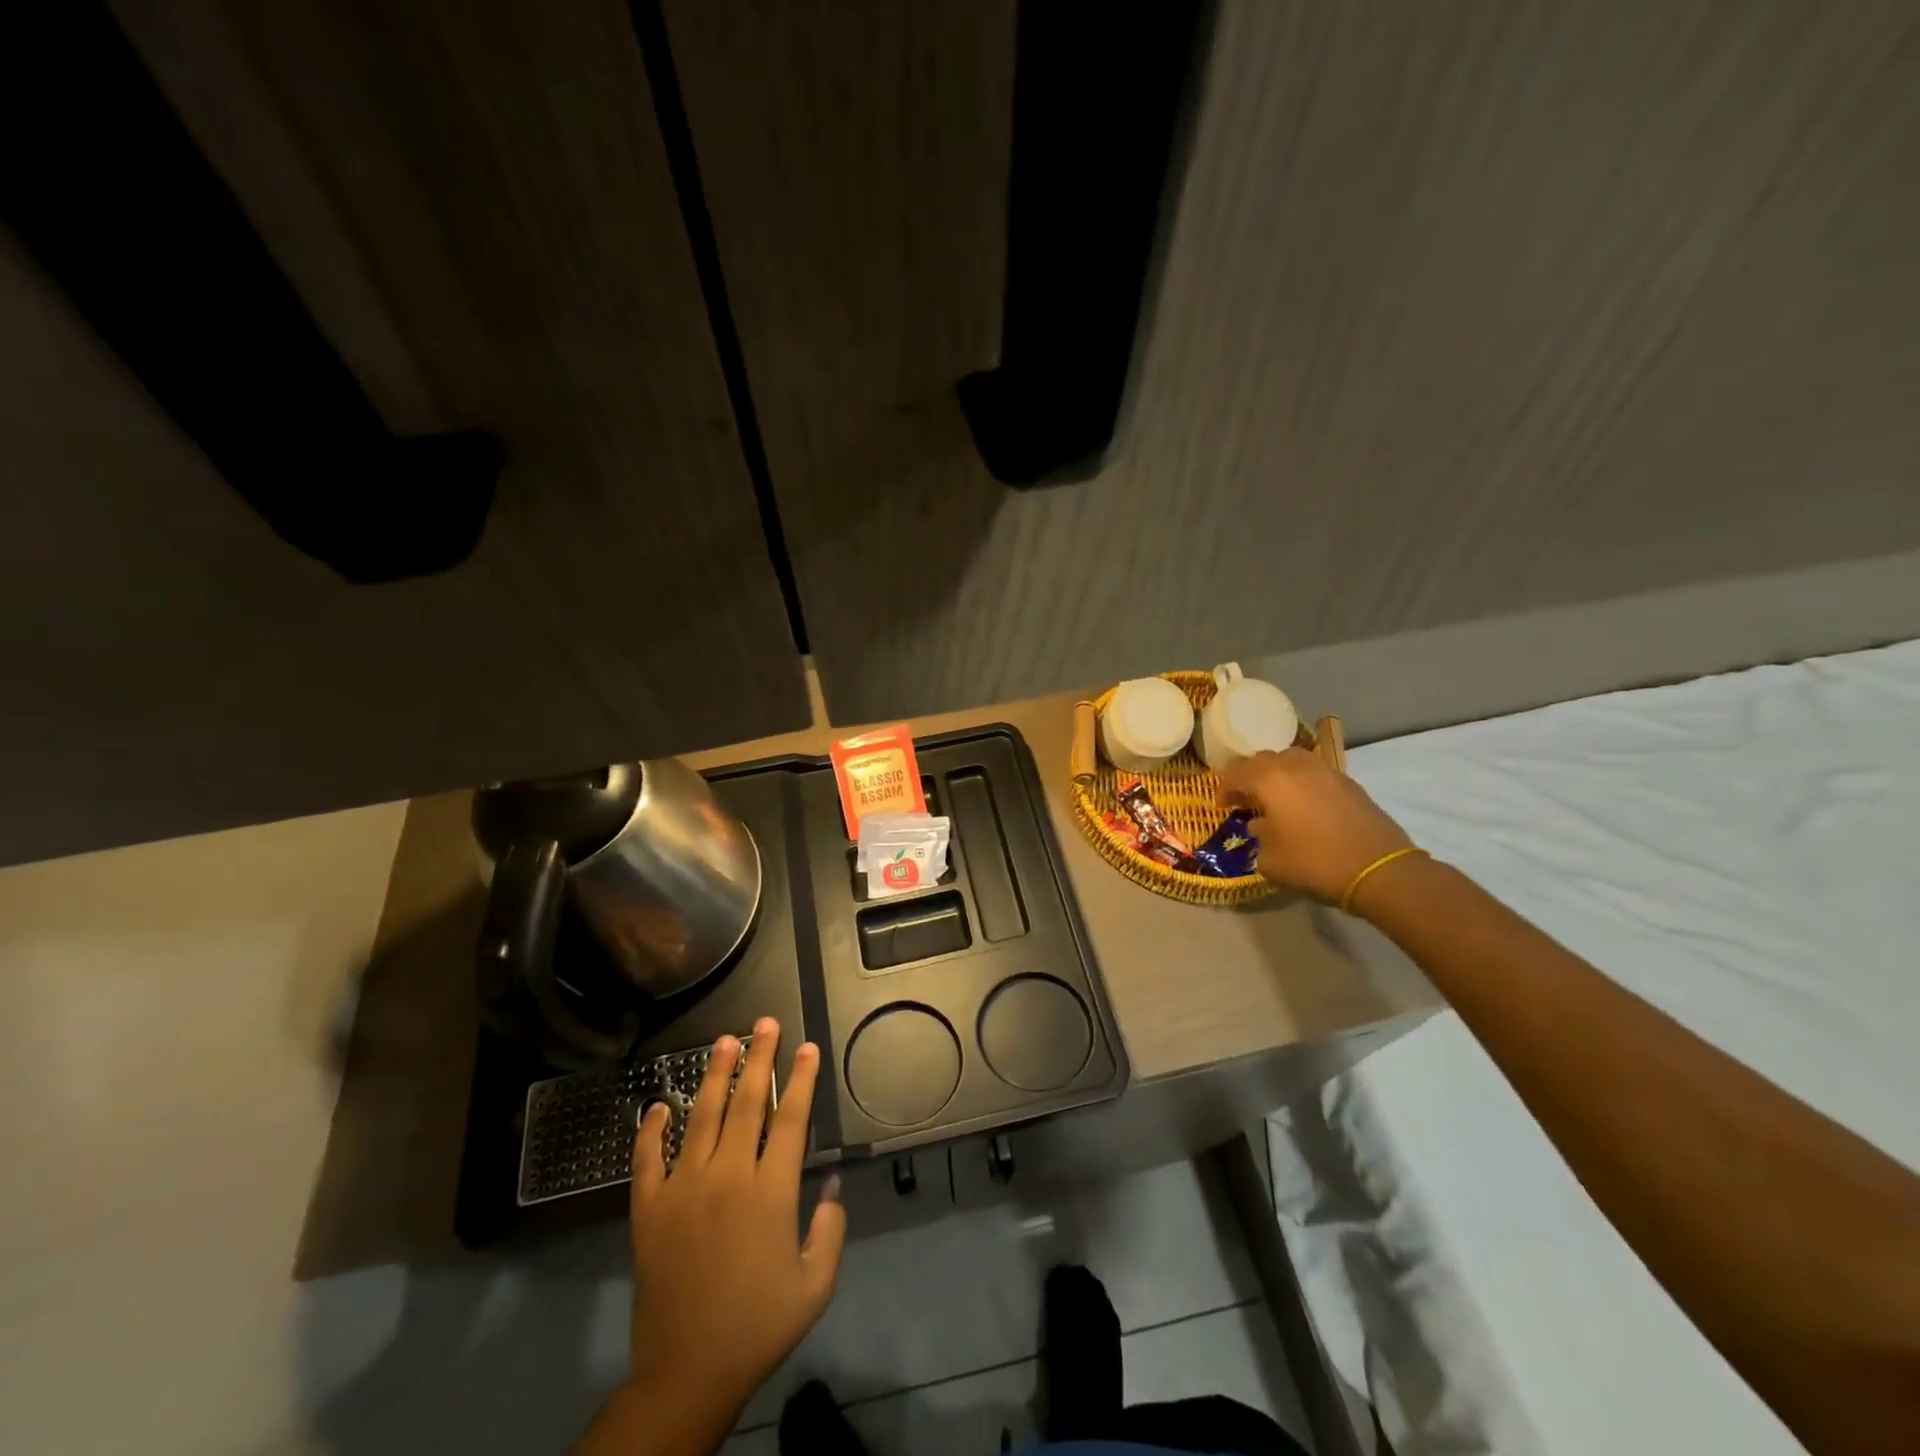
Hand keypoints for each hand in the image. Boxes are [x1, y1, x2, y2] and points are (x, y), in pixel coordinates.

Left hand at [623, 1019, 845, 1438]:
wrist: (687, 1373)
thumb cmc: (757, 1327)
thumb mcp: (814, 1286)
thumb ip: (831, 1229)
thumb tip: (832, 1184)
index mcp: (770, 1192)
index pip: (790, 1119)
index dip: (800, 1079)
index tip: (806, 1047)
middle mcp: (727, 1177)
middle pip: (747, 1103)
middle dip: (759, 1058)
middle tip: (764, 1023)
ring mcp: (683, 1189)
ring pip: (702, 1117)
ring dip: (715, 1075)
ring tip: (724, 1041)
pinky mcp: (649, 1210)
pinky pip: (647, 1159)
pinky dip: (651, 1129)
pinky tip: (658, 1105)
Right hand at [1217, 748, 1413, 904]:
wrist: (1378, 869)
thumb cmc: (1313, 863)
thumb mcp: (1269, 860)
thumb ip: (1258, 838)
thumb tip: (1261, 827)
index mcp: (1270, 780)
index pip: (1235, 774)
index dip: (1224, 789)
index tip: (1222, 807)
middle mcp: (1295, 767)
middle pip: (1262, 760)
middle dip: (1248, 777)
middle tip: (1245, 800)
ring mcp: (1326, 771)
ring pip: (1291, 760)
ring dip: (1277, 774)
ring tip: (1276, 797)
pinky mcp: (1349, 783)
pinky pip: (1314, 772)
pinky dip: (1301, 782)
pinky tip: (1304, 806)